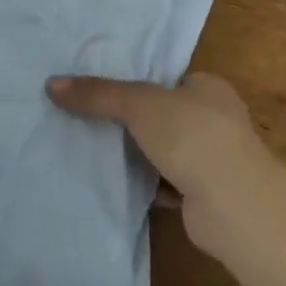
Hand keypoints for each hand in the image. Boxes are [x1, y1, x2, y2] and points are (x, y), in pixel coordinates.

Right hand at [46, 73, 279, 251]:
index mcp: (209, 88)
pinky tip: (115, 183)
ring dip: (137, 155)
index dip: (139, 83)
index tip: (102, 90)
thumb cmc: (193, 136)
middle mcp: (215, 121)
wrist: (234, 206)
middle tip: (90, 119)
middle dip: (133, 122)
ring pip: (163, 151)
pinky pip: (164, 183)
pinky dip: (144, 185)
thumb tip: (52, 84)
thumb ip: (98, 94)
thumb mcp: (139, 104)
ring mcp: (212, 160)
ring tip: (93, 149)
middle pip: (164, 116)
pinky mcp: (203, 196)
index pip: (169, 79)